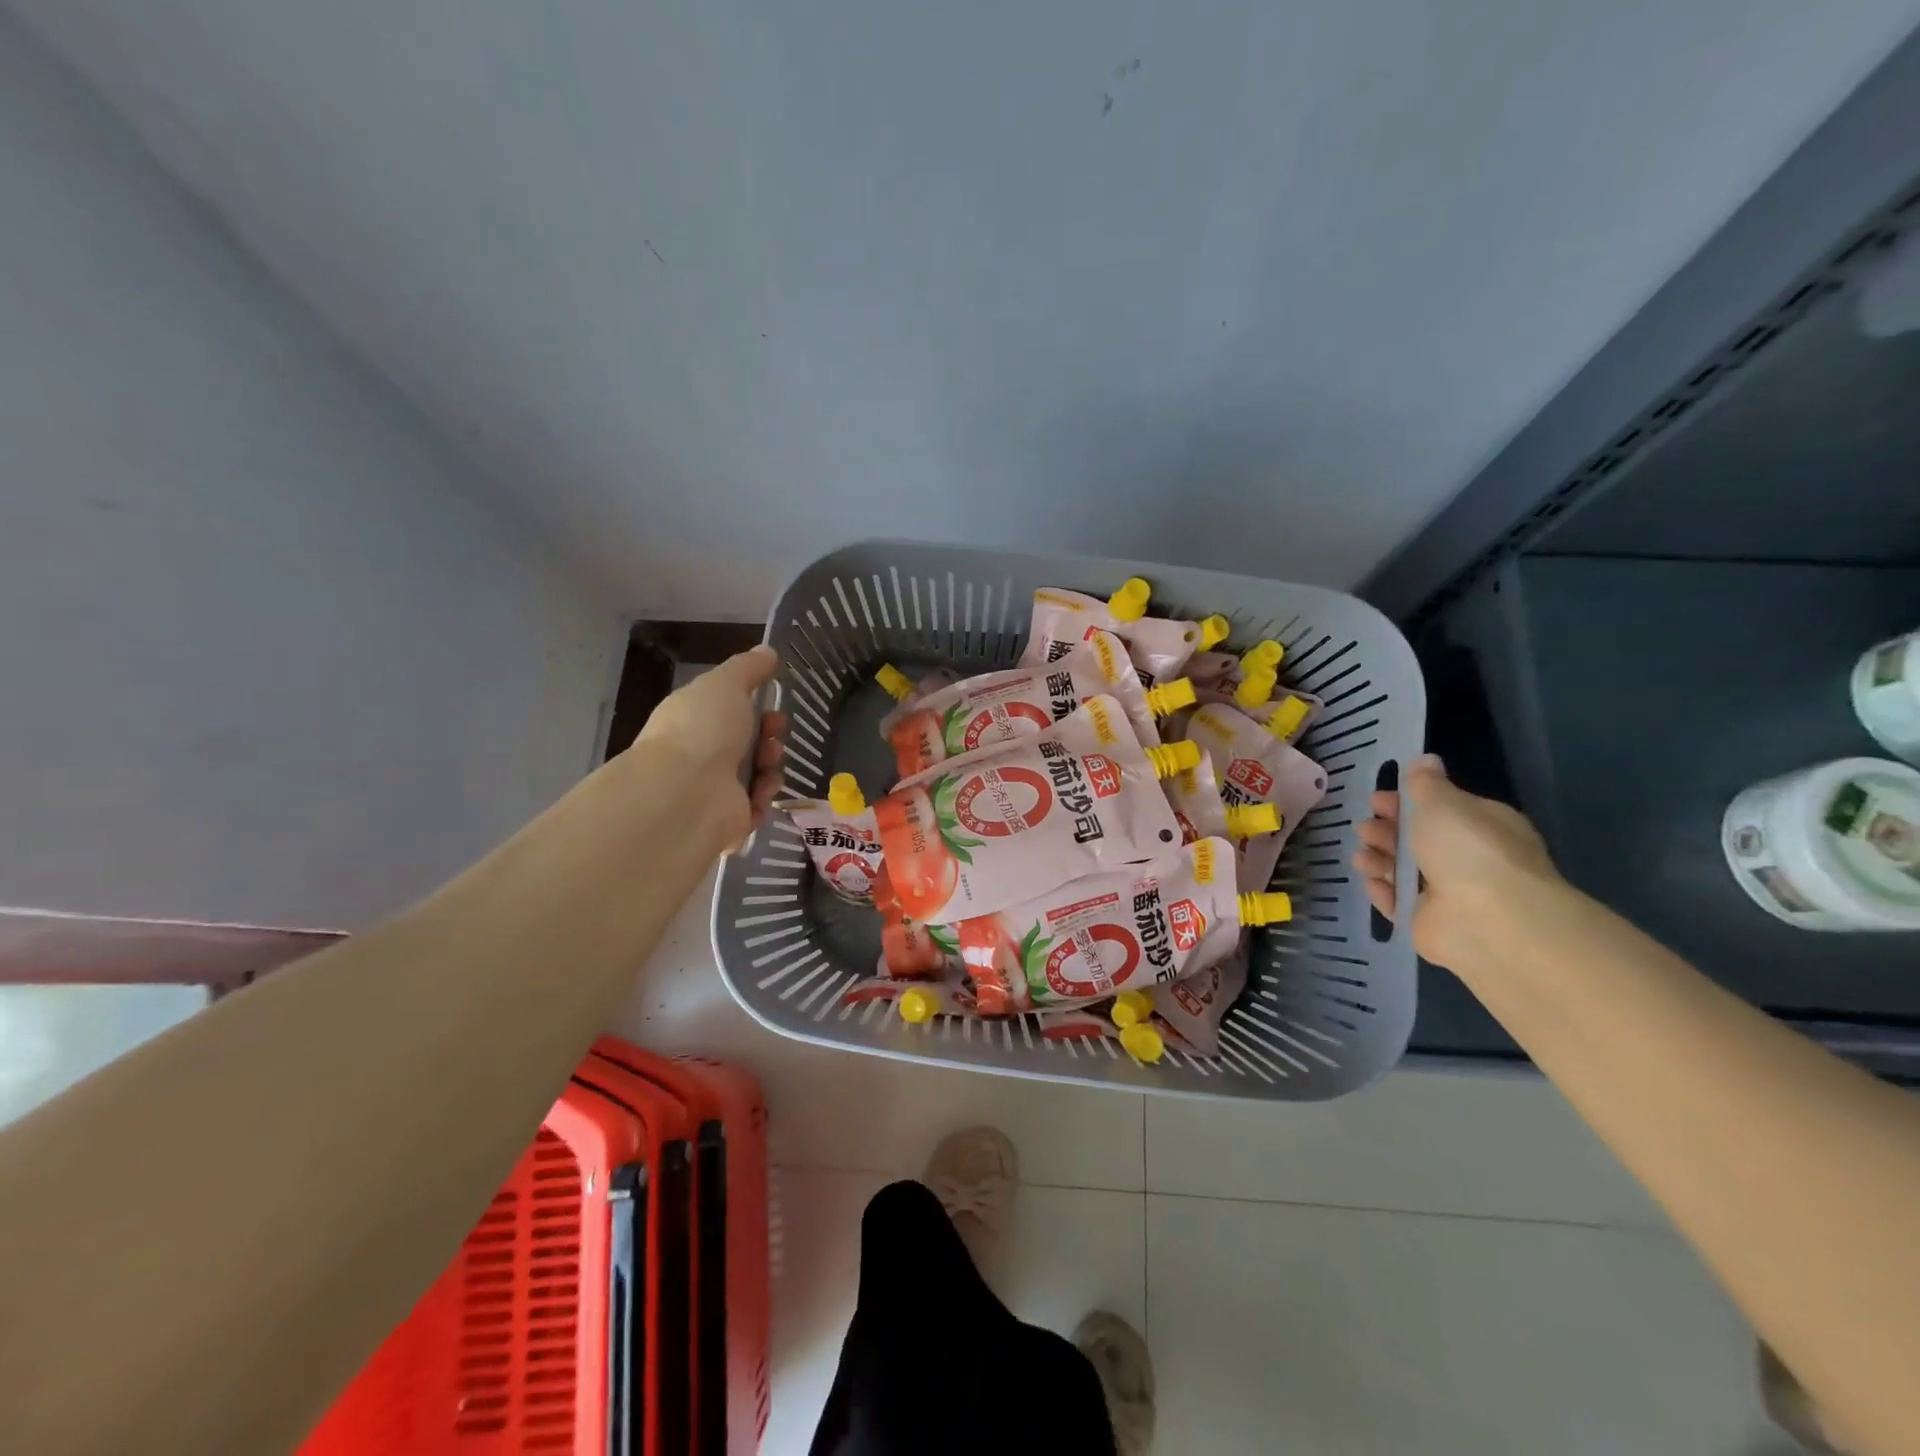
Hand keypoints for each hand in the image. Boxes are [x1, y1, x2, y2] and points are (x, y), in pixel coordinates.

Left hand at [632, 645, 786, 847]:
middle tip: (774, 735)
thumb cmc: (703, 728)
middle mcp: (700, 753)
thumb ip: (748, 667)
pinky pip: (757, 805)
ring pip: (757, 773)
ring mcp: (712, 789)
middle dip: (769, 736)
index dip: (755, 707)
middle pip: (748, 742)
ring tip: (767, 765)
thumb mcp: (726, 683)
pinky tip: (760, 792)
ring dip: (771, 765)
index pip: (729, 711)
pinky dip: (764, 796)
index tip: (771, 706)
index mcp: (693, 719)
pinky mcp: (726, 819)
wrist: (687, 791)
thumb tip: (767, 651)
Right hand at [1352, 754, 1557, 969]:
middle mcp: (1467, 858)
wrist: (1486, 919)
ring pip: (1404, 870)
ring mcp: (1447, 893)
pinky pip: (1397, 901)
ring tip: (1363, 856)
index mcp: (1480, 826)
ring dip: (1379, 859)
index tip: (1376, 799)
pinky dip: (1381, 890)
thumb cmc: (1467, 849)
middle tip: (1364, 827)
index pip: (1441, 809)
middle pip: (1417, 840)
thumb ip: (1426, 783)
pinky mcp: (1427, 921)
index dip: (1406, 803)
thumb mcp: (1443, 802)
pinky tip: (1369, 879)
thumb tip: (1425, 761)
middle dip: (1386, 831)